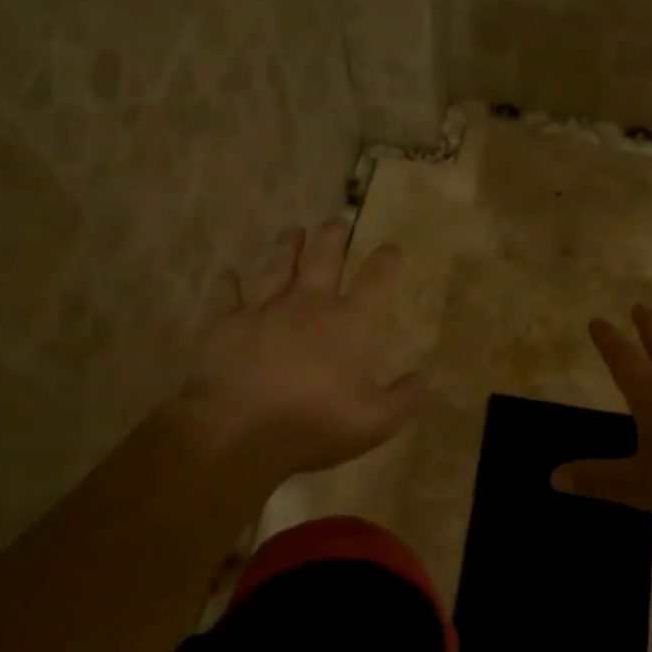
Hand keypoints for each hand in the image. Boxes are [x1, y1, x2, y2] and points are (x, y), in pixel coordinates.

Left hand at [171, 221, 424, 481]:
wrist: (241, 430)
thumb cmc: (316, 424)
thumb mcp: (376, 421)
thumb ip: (404, 398)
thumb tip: (423, 379)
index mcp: (350, 323)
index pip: (375, 281)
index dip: (386, 261)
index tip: (391, 247)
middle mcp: (309, 304)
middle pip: (323, 259)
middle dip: (332, 238)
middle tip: (336, 221)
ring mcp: (266, 310)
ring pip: (279, 267)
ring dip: (288, 246)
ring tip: (293, 229)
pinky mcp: (228, 324)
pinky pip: (229, 296)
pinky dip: (230, 284)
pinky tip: (229, 273)